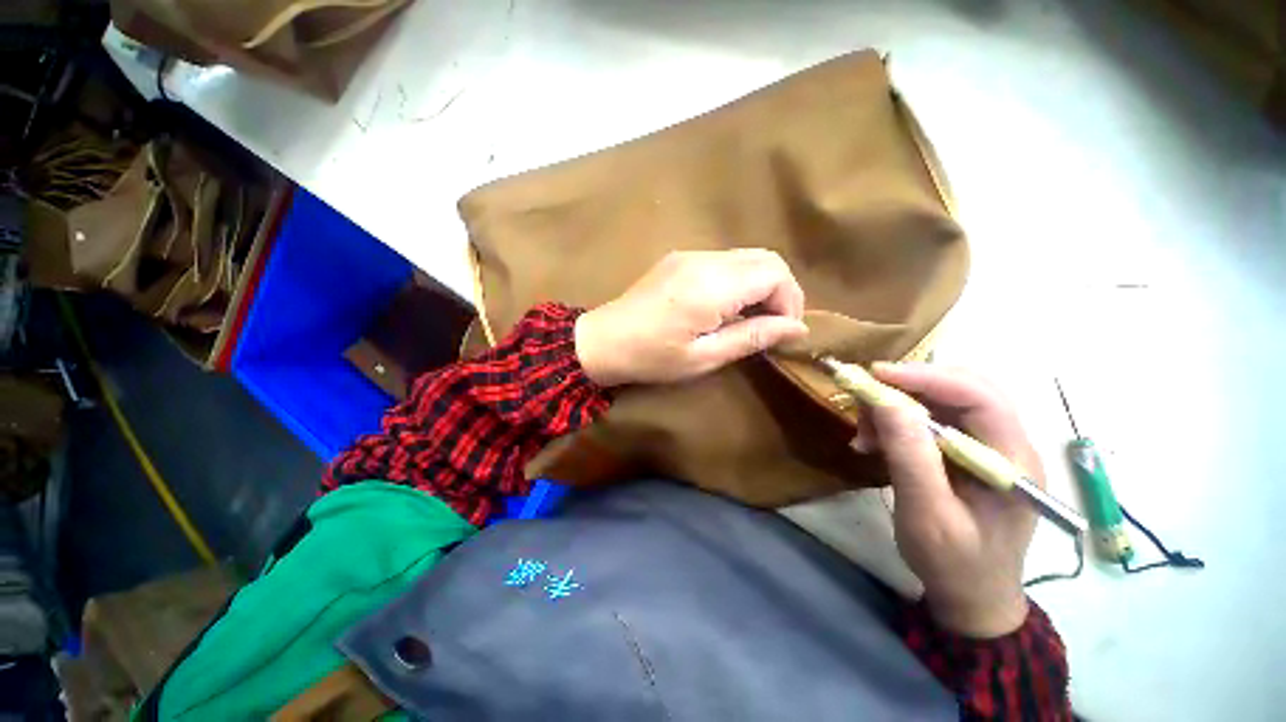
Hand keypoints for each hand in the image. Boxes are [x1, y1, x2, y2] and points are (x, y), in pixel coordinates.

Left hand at [575, 249, 807, 386]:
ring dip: (760, 285)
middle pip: (766, 258)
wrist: (603, 341)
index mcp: (712, 286)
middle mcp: (705, 260)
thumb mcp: (704, 357)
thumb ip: (752, 337)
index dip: (790, 301)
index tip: (783, 331)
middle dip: (781, 290)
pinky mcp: (679, 258)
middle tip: (773, 325)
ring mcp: (690, 254)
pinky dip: (739, 280)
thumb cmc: (652, 358)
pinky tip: (727, 307)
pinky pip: (725, 261)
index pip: (775, 273)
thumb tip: (797, 329)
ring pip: (746, 257)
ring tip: (751, 319)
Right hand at [856, 363, 1039, 637]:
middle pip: (964, 389)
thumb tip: (887, 402)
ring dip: (898, 407)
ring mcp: (988, 447)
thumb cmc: (954, 563)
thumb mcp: (927, 515)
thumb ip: (911, 457)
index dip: (927, 377)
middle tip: (866, 396)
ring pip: (943, 401)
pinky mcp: (967, 453)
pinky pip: (931, 420)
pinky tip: (875, 442)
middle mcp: (1008, 444)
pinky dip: (897, 423)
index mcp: (1012, 460)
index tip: (876, 375)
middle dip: (910, 386)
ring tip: (865, 432)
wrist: (972, 596)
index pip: (980, 397)